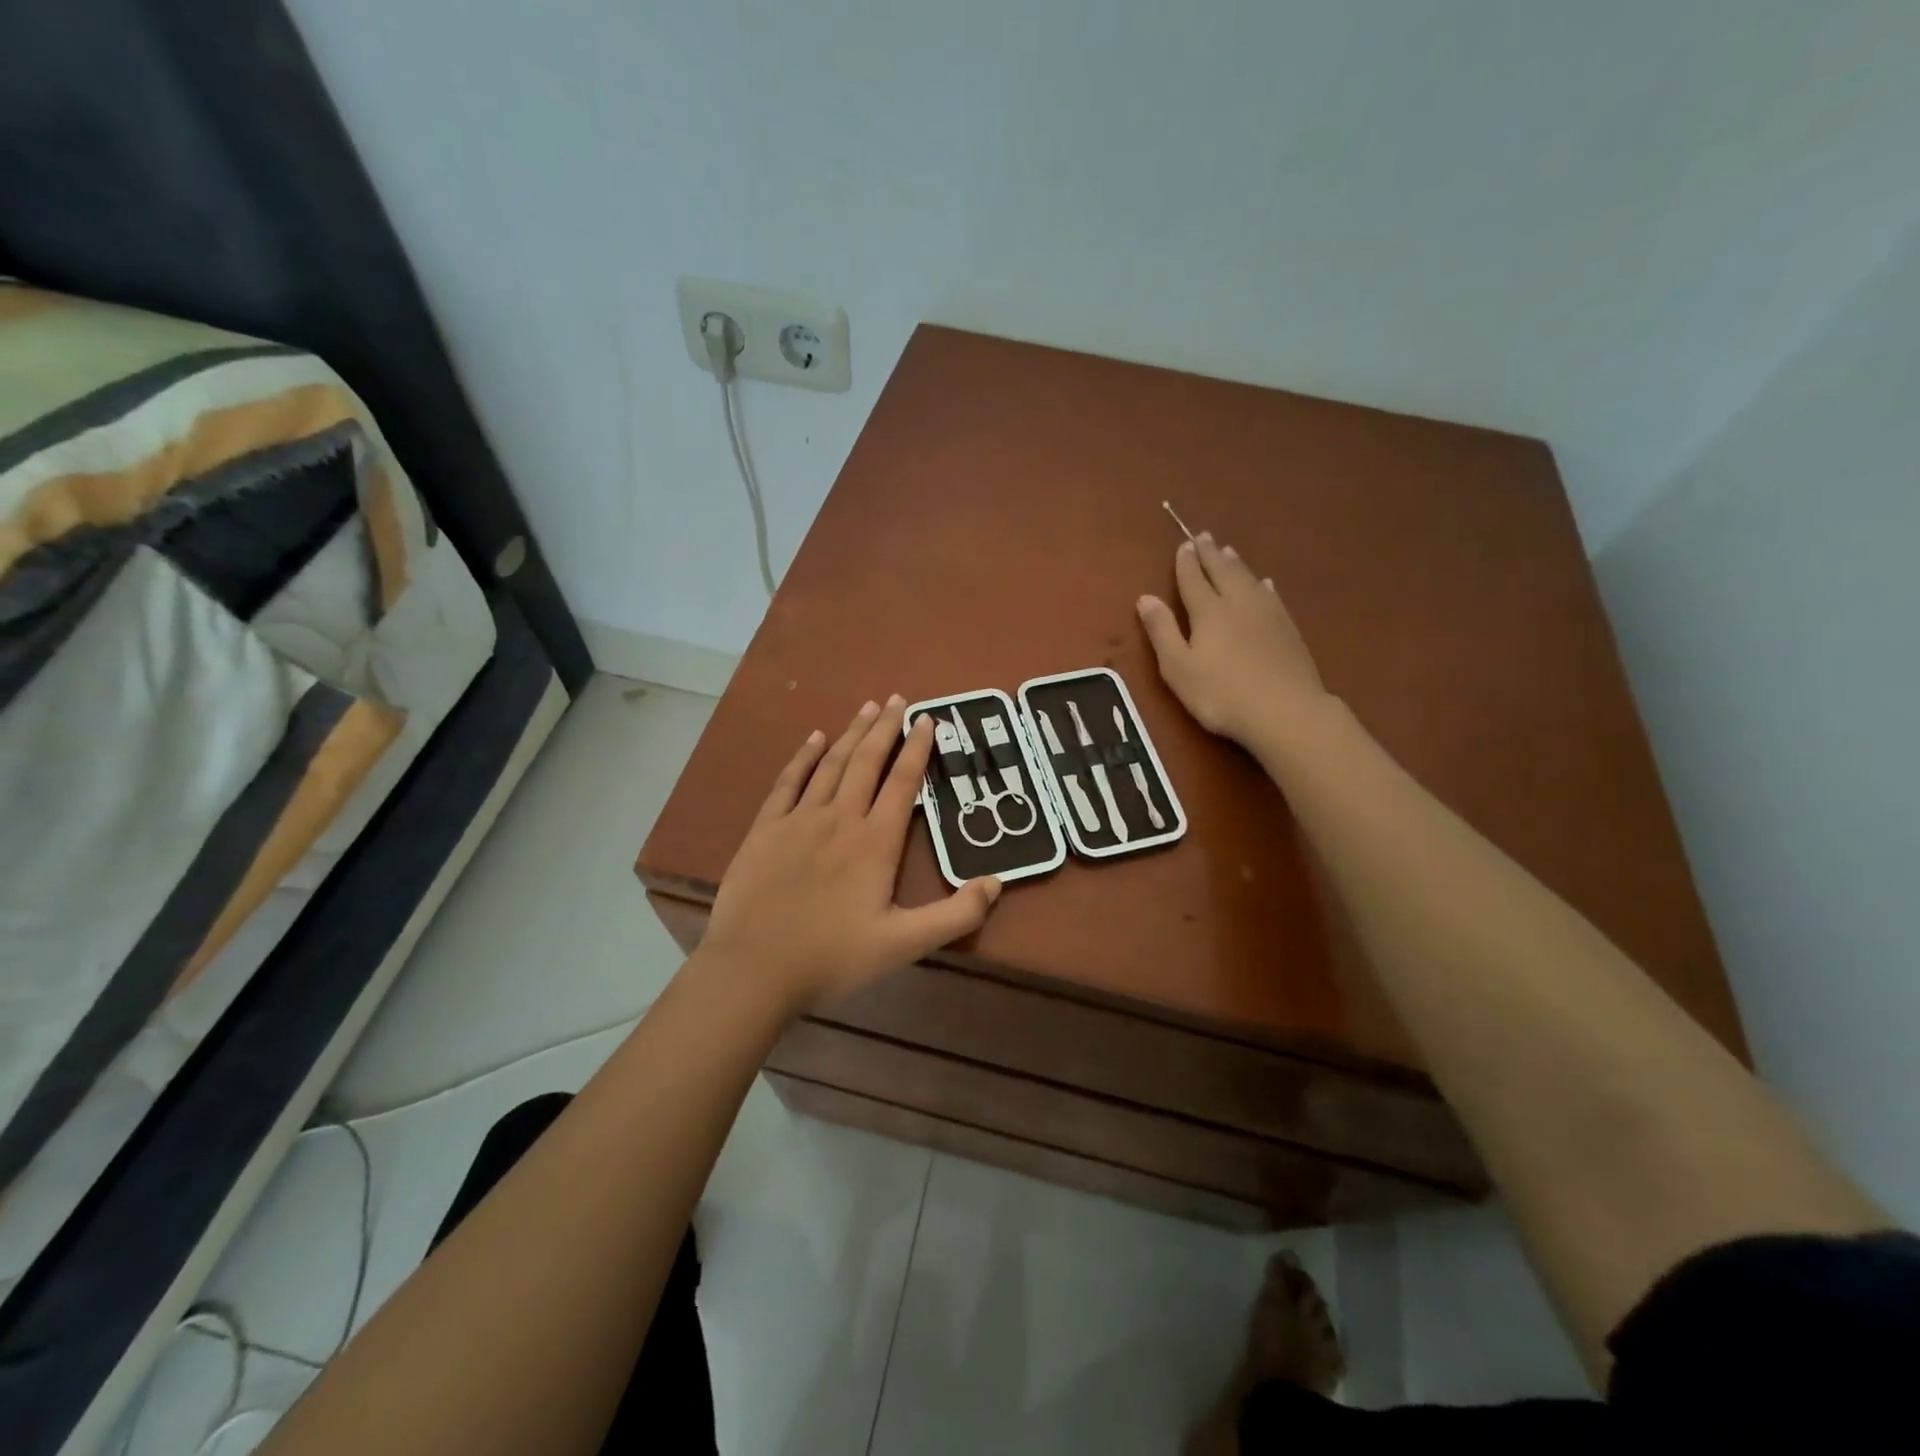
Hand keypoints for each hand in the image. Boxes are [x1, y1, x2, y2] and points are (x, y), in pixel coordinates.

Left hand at [700, 696, 1001, 1014]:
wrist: (754, 969)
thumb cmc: (833, 958)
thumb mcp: (905, 945)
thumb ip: (955, 915)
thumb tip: (997, 882)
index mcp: (875, 842)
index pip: (903, 783)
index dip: (917, 749)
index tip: (928, 719)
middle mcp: (840, 818)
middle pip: (867, 762)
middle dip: (885, 728)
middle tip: (898, 699)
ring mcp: (799, 819)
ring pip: (831, 764)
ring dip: (851, 733)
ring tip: (867, 708)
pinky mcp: (766, 829)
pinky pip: (788, 781)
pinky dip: (803, 756)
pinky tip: (813, 738)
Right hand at [1137, 533, 1328, 746]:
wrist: (1285, 710)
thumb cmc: (1221, 694)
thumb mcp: (1178, 667)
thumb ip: (1162, 631)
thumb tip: (1145, 597)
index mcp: (1208, 612)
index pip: (1193, 580)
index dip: (1186, 562)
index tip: (1184, 545)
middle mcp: (1238, 603)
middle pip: (1223, 572)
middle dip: (1211, 554)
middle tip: (1204, 536)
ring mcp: (1268, 614)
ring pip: (1249, 579)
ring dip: (1236, 564)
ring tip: (1229, 550)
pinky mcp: (1288, 629)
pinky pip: (1272, 596)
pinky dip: (1263, 585)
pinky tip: (1265, 584)